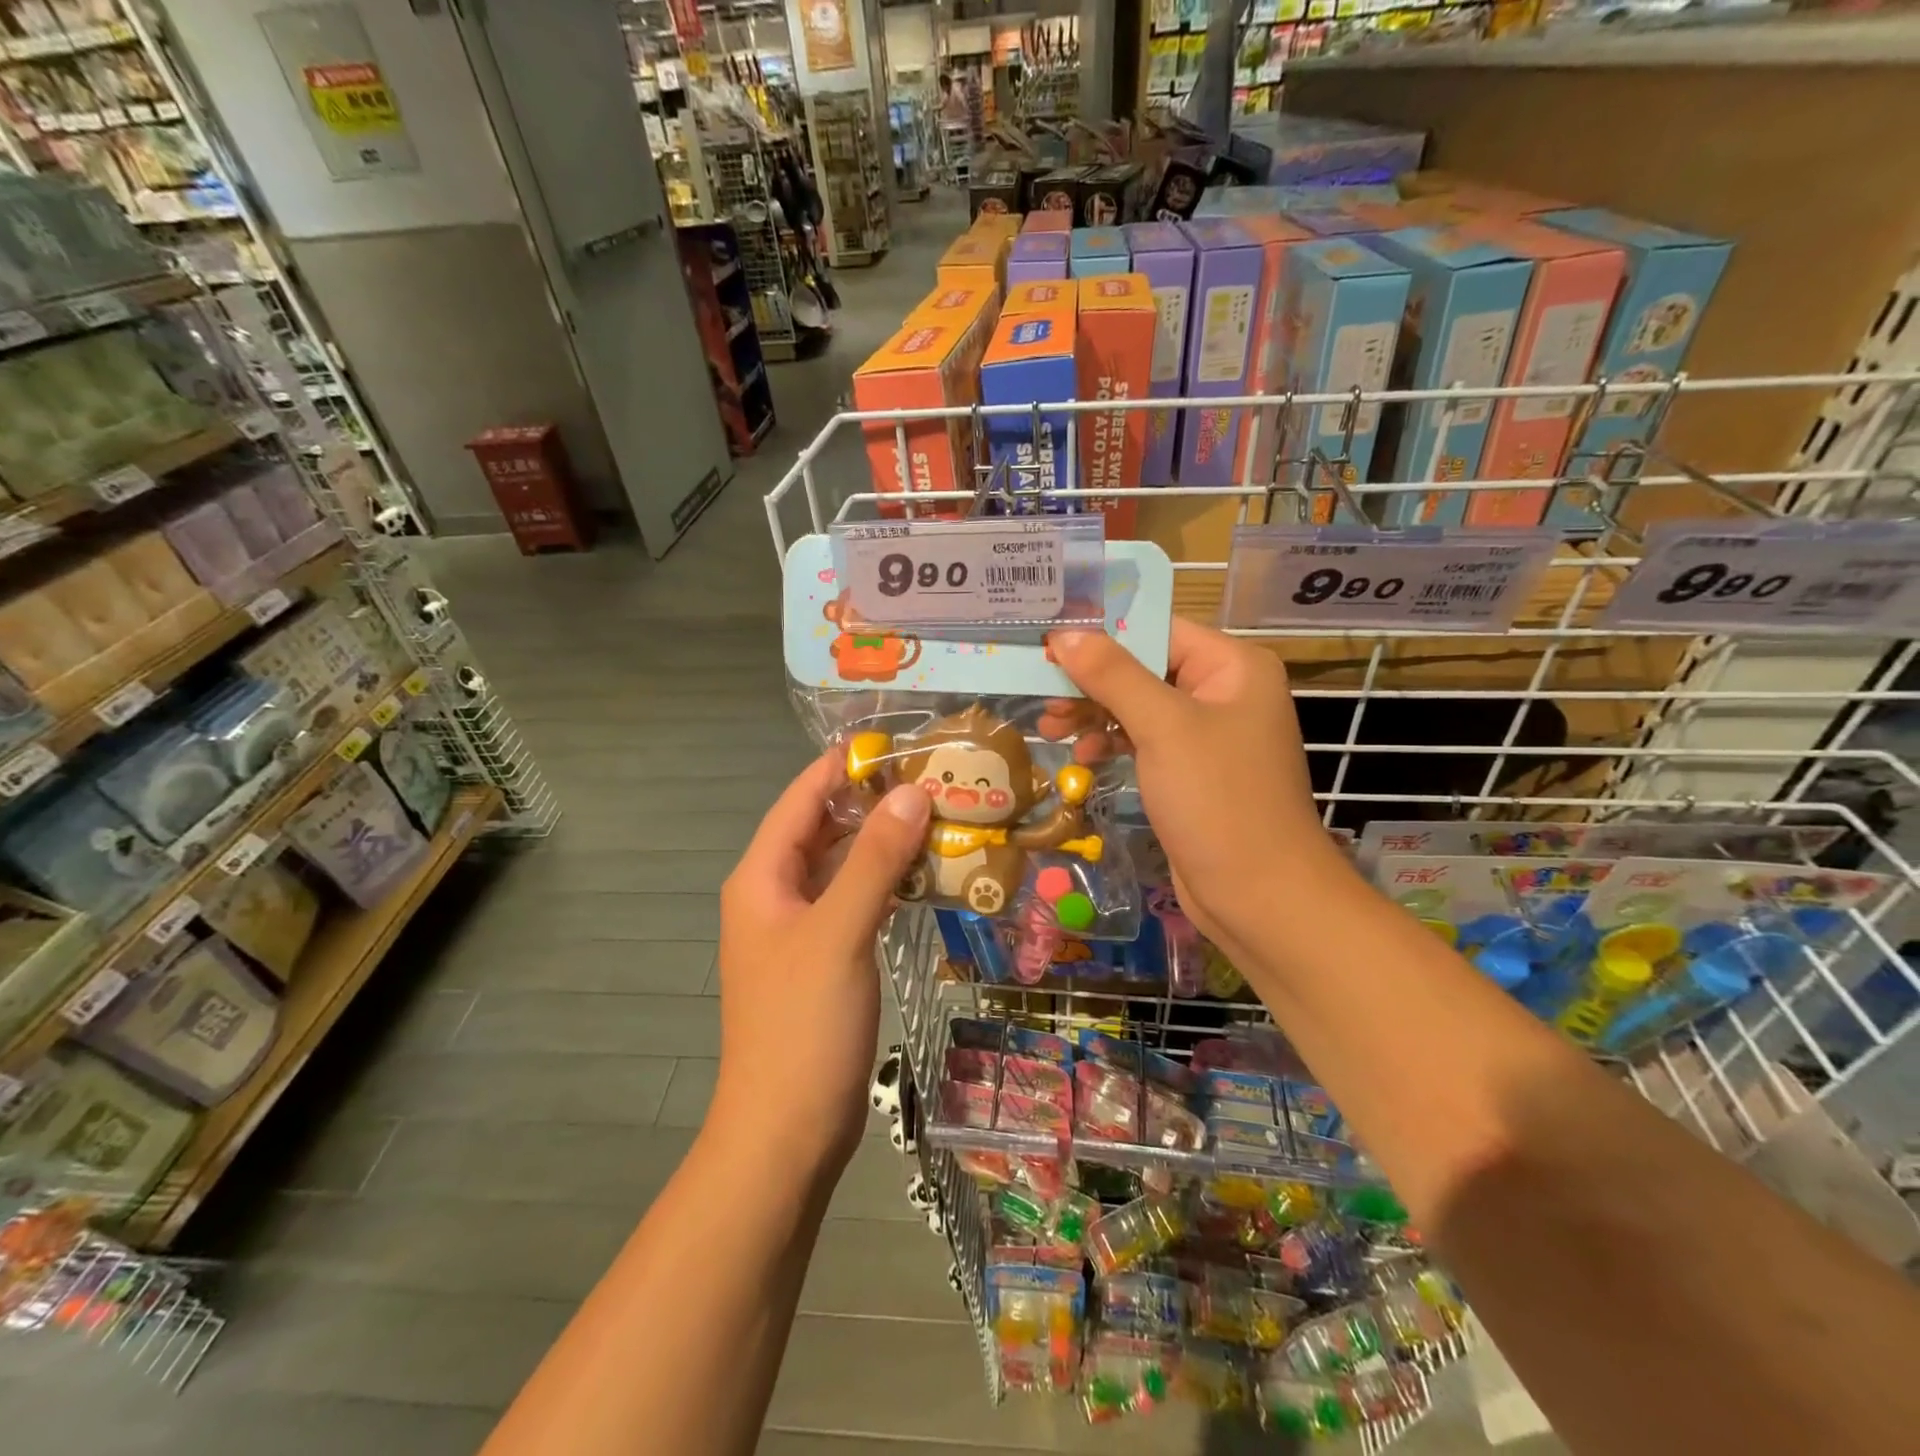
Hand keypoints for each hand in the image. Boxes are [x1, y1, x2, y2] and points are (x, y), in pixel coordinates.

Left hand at [710, 756, 930, 1183]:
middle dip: (874, 801)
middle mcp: (776, 894)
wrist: (786, 1131)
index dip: (844, 765)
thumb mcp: (840, 932)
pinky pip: (856, 900)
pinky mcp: (824, 957)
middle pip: (823, 828)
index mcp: (763, 877)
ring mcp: (800, 928)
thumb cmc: (803, 1025)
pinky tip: (927, 873)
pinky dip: (887, 881)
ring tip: (942, 814)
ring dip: (885, 841)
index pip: (802, 797)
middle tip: (937, 777)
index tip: (900, 739)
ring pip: (843, 865)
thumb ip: (874, 859)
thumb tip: (912, 791)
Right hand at [1047, 621, 1335, 960]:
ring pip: (1139, 705)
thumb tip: (1064, 635)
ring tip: (1050, 728)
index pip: (1158, 629)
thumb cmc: (1217, 799)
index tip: (1048, 644)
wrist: (1258, 895)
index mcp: (1233, 666)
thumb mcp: (1163, 727)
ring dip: (1094, 713)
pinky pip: (1145, 740)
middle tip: (1042, 694)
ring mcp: (1209, 734)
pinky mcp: (1192, 770)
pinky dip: (1113, 742)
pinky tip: (1084, 755)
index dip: (1102, 635)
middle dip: (1092, 681)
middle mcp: (1224, 692)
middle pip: (1145, 667)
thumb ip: (1112, 675)